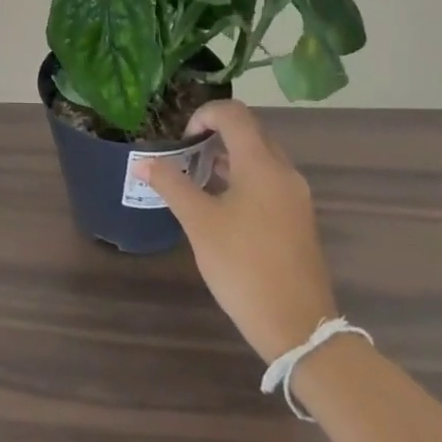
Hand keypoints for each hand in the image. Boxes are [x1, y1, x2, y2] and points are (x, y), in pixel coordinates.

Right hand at [137, 100, 337, 362]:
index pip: (234, 114)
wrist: (299, 328)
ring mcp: (295, 196)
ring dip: (229, 158)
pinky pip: (269, 181)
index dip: (204, 114)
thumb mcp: (199, 223)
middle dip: (215, 135)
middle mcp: (284, 172)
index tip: (183, 138)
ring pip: (261, 158)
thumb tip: (143, 163)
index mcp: (261, 164)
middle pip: (250, 132)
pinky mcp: (299, 219)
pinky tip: (221, 206)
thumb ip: (171, 185)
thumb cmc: (244, 266)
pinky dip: (244, 179)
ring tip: (197, 179)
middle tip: (186, 155)